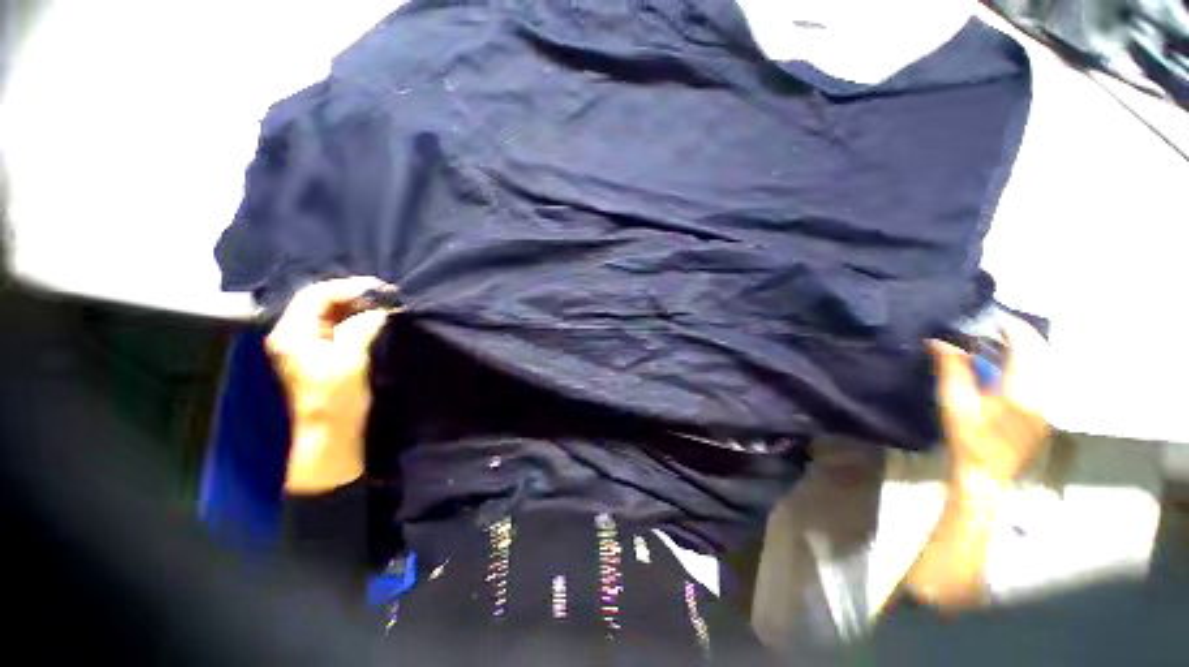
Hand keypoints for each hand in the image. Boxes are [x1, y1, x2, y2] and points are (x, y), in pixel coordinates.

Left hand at [265, 277, 397, 492]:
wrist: (330, 432)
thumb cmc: (336, 398)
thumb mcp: (350, 360)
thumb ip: (362, 328)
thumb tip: (381, 309)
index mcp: (292, 334)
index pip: (316, 296)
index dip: (348, 287)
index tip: (379, 288)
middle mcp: (292, 334)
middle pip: (320, 301)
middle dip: (353, 294)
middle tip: (384, 294)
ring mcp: (303, 344)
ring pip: (329, 312)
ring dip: (356, 305)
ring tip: (383, 303)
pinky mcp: (318, 352)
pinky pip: (335, 325)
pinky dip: (354, 318)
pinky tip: (373, 317)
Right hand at [930, 316, 1048, 485]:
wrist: (986, 473)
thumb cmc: (967, 438)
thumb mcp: (954, 403)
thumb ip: (952, 369)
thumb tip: (939, 341)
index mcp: (1022, 391)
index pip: (1025, 347)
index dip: (1011, 327)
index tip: (992, 316)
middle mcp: (1042, 394)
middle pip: (1039, 352)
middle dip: (1019, 334)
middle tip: (994, 325)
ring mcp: (1046, 404)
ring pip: (1042, 364)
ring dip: (1023, 348)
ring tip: (998, 340)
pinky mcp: (1043, 411)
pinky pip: (1040, 377)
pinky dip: (1025, 363)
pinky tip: (1006, 364)